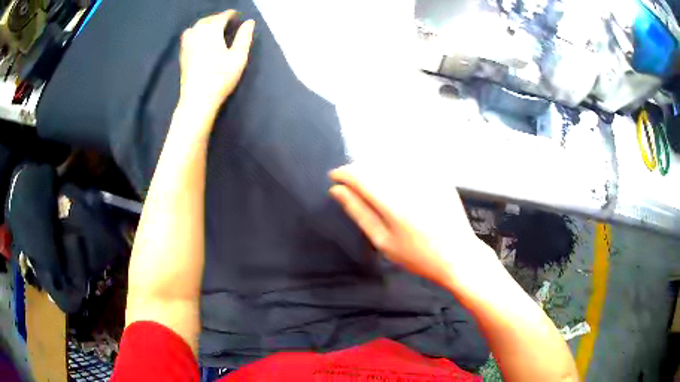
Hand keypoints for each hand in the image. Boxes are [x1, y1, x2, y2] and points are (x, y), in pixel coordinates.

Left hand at [179, 10, 254, 114]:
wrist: (197, 99)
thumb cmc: (221, 77)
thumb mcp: (238, 56)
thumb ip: (245, 37)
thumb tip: (249, 22)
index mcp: (212, 30)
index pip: (222, 16)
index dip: (231, 14)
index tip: (237, 16)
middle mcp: (197, 32)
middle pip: (208, 19)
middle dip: (218, 18)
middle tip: (228, 21)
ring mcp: (187, 43)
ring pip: (197, 26)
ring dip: (206, 23)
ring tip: (215, 28)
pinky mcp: (182, 53)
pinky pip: (188, 35)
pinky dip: (196, 31)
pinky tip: (200, 38)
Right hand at [329, 164, 498, 290]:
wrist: (458, 254)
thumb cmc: (418, 255)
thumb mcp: (383, 241)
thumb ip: (359, 212)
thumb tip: (337, 191)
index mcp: (394, 203)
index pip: (359, 175)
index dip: (343, 173)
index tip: (334, 179)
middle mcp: (410, 182)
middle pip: (373, 163)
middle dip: (357, 171)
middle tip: (352, 188)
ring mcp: (427, 176)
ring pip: (389, 160)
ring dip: (375, 169)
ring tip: (372, 188)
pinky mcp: (437, 174)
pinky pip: (408, 163)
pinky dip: (395, 170)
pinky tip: (397, 186)